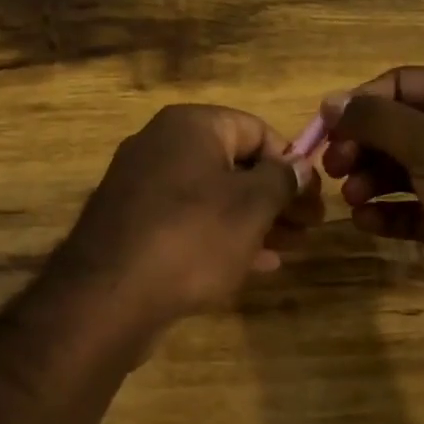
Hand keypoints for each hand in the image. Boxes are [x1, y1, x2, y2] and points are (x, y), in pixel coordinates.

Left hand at [54, 105, 323, 329]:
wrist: (109, 296)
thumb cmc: (192, 237)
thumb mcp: (251, 206)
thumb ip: (282, 180)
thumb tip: (300, 166)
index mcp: (189, 127)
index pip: (256, 129)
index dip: (291, 161)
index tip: (314, 196)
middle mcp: (160, 146)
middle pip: (234, 165)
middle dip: (276, 197)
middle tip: (309, 227)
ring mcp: (142, 187)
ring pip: (212, 197)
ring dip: (255, 221)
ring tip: (290, 248)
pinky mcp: (133, 225)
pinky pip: (188, 222)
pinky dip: (222, 237)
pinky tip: (256, 265)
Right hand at [321, 67, 423, 331]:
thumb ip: (378, 120)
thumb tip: (331, 101)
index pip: (402, 84)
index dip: (362, 101)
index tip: (327, 128)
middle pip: (397, 128)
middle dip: (361, 144)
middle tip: (333, 167)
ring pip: (400, 170)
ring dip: (369, 179)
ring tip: (351, 197)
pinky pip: (410, 209)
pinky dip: (386, 213)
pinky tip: (366, 222)